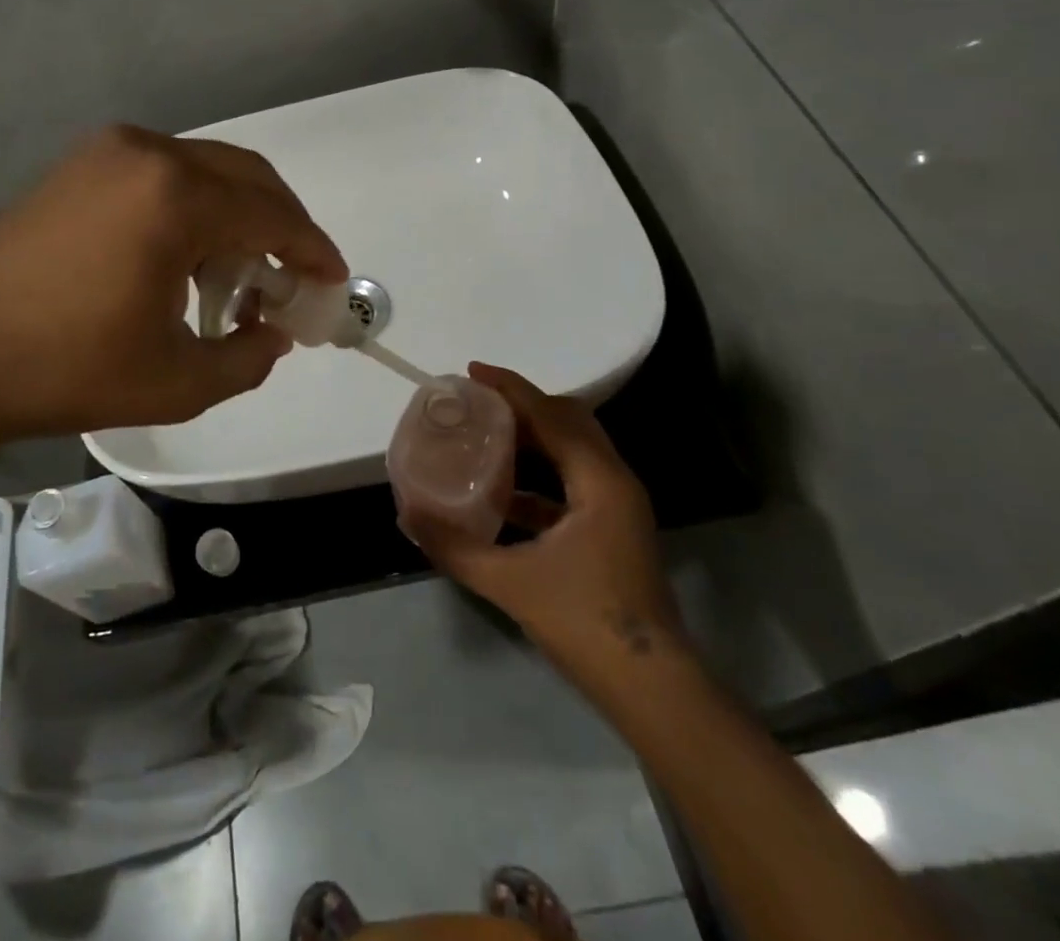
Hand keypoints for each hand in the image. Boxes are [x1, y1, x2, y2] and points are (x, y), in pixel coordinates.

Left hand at [0, 126, 346, 462]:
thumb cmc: (64, 368)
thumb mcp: (176, 381)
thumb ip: (247, 358)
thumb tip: (275, 334)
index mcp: (175, 196)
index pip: (273, 214)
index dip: (312, 249)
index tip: (333, 280)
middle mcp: (147, 154)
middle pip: (245, 176)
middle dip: (281, 225)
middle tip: (294, 276)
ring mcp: (106, 153)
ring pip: (203, 171)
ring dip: (235, 216)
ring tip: (237, 277)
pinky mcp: (77, 166)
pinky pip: (161, 176)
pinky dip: (192, 209)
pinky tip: (183, 259)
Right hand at [411, 364, 687, 670]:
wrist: (651, 688)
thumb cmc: (585, 623)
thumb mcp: (510, 582)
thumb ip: (455, 547)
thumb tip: (408, 515)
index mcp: (599, 481)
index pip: (551, 415)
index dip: (511, 388)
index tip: (472, 372)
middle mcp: (614, 481)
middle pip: (569, 421)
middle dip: (523, 405)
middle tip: (478, 402)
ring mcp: (618, 506)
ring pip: (574, 449)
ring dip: (533, 437)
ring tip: (487, 435)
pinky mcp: (613, 528)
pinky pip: (574, 480)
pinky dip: (540, 474)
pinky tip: (504, 491)